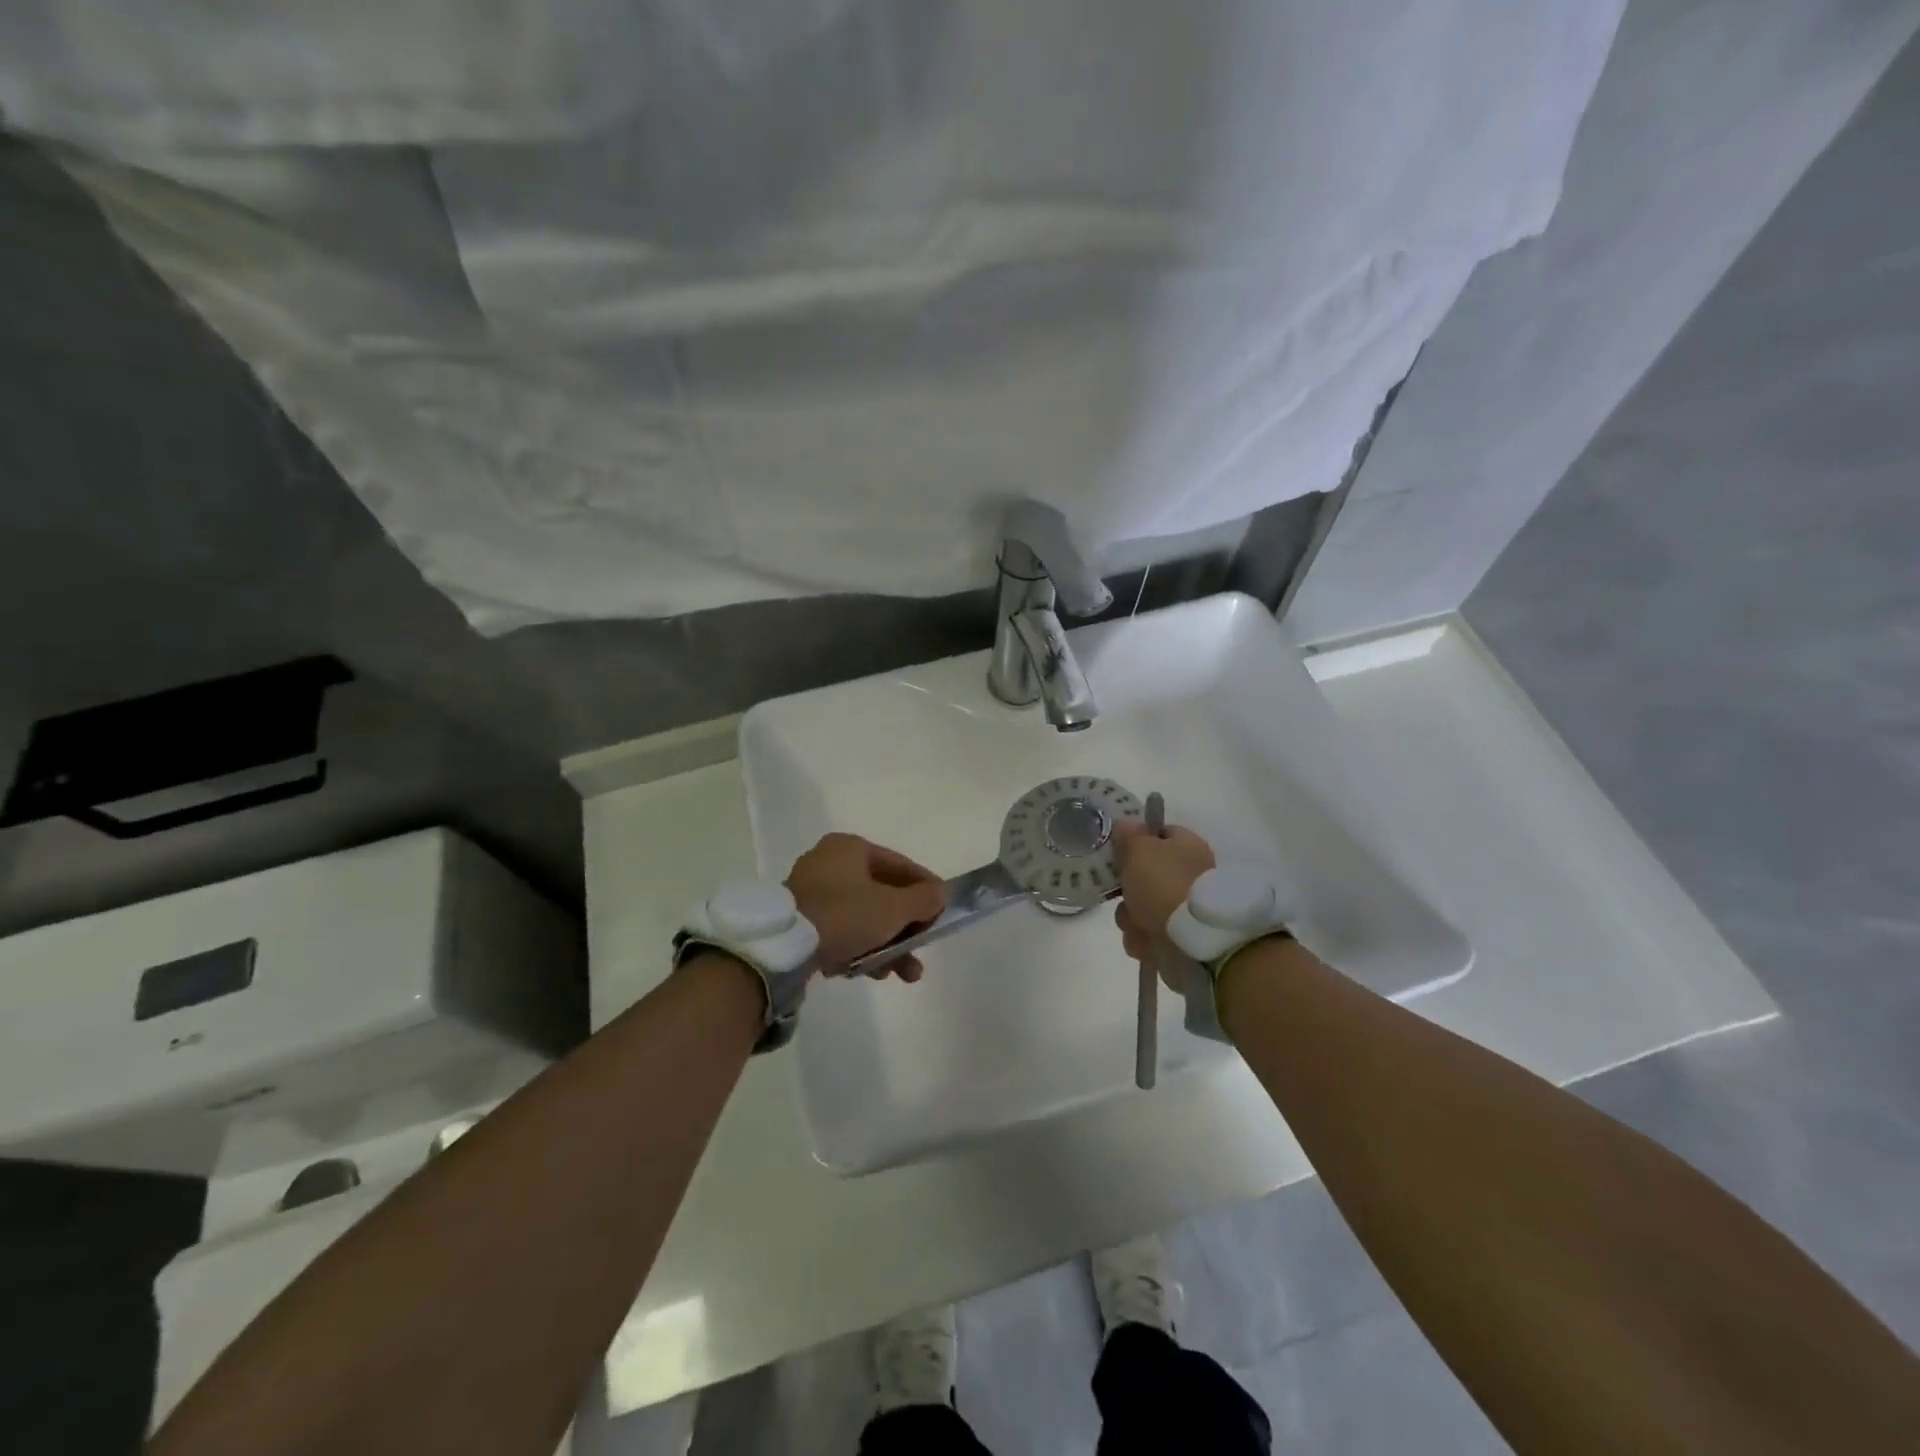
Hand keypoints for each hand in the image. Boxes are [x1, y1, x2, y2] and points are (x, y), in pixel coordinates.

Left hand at [786, 833, 945, 980]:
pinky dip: (859, 949)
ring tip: (902, 974)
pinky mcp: (800, 921)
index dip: (926, 890)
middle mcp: (829, 863)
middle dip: (906, 928)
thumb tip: (941, 893)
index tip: (942, 912)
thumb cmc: (845, 914)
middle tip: (921, 950)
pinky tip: (871, 973)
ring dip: (887, 946)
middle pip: (882, 895)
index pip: (900, 865)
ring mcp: (811, 893)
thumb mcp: (893, 908)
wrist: (784, 947)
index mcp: (850, 848)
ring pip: (862, 918)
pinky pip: (841, 931)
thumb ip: (924, 900)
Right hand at [1111, 818, 1215, 968]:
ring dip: (1131, 917)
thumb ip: (1128, 835)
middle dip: (1127, 888)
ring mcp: (1184, 910)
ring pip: (1139, 908)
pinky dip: (1142, 940)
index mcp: (1186, 847)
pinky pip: (1146, 936)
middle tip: (1123, 892)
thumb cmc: (1164, 884)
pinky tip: (1146, 942)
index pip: (1160, 833)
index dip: (1136, 840)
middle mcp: (1188, 875)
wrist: (1192, 942)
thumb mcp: (1139, 849)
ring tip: (1138, 924)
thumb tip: (1126, 824)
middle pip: (1144, 876)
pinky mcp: (1178, 941)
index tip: (1118, 852)